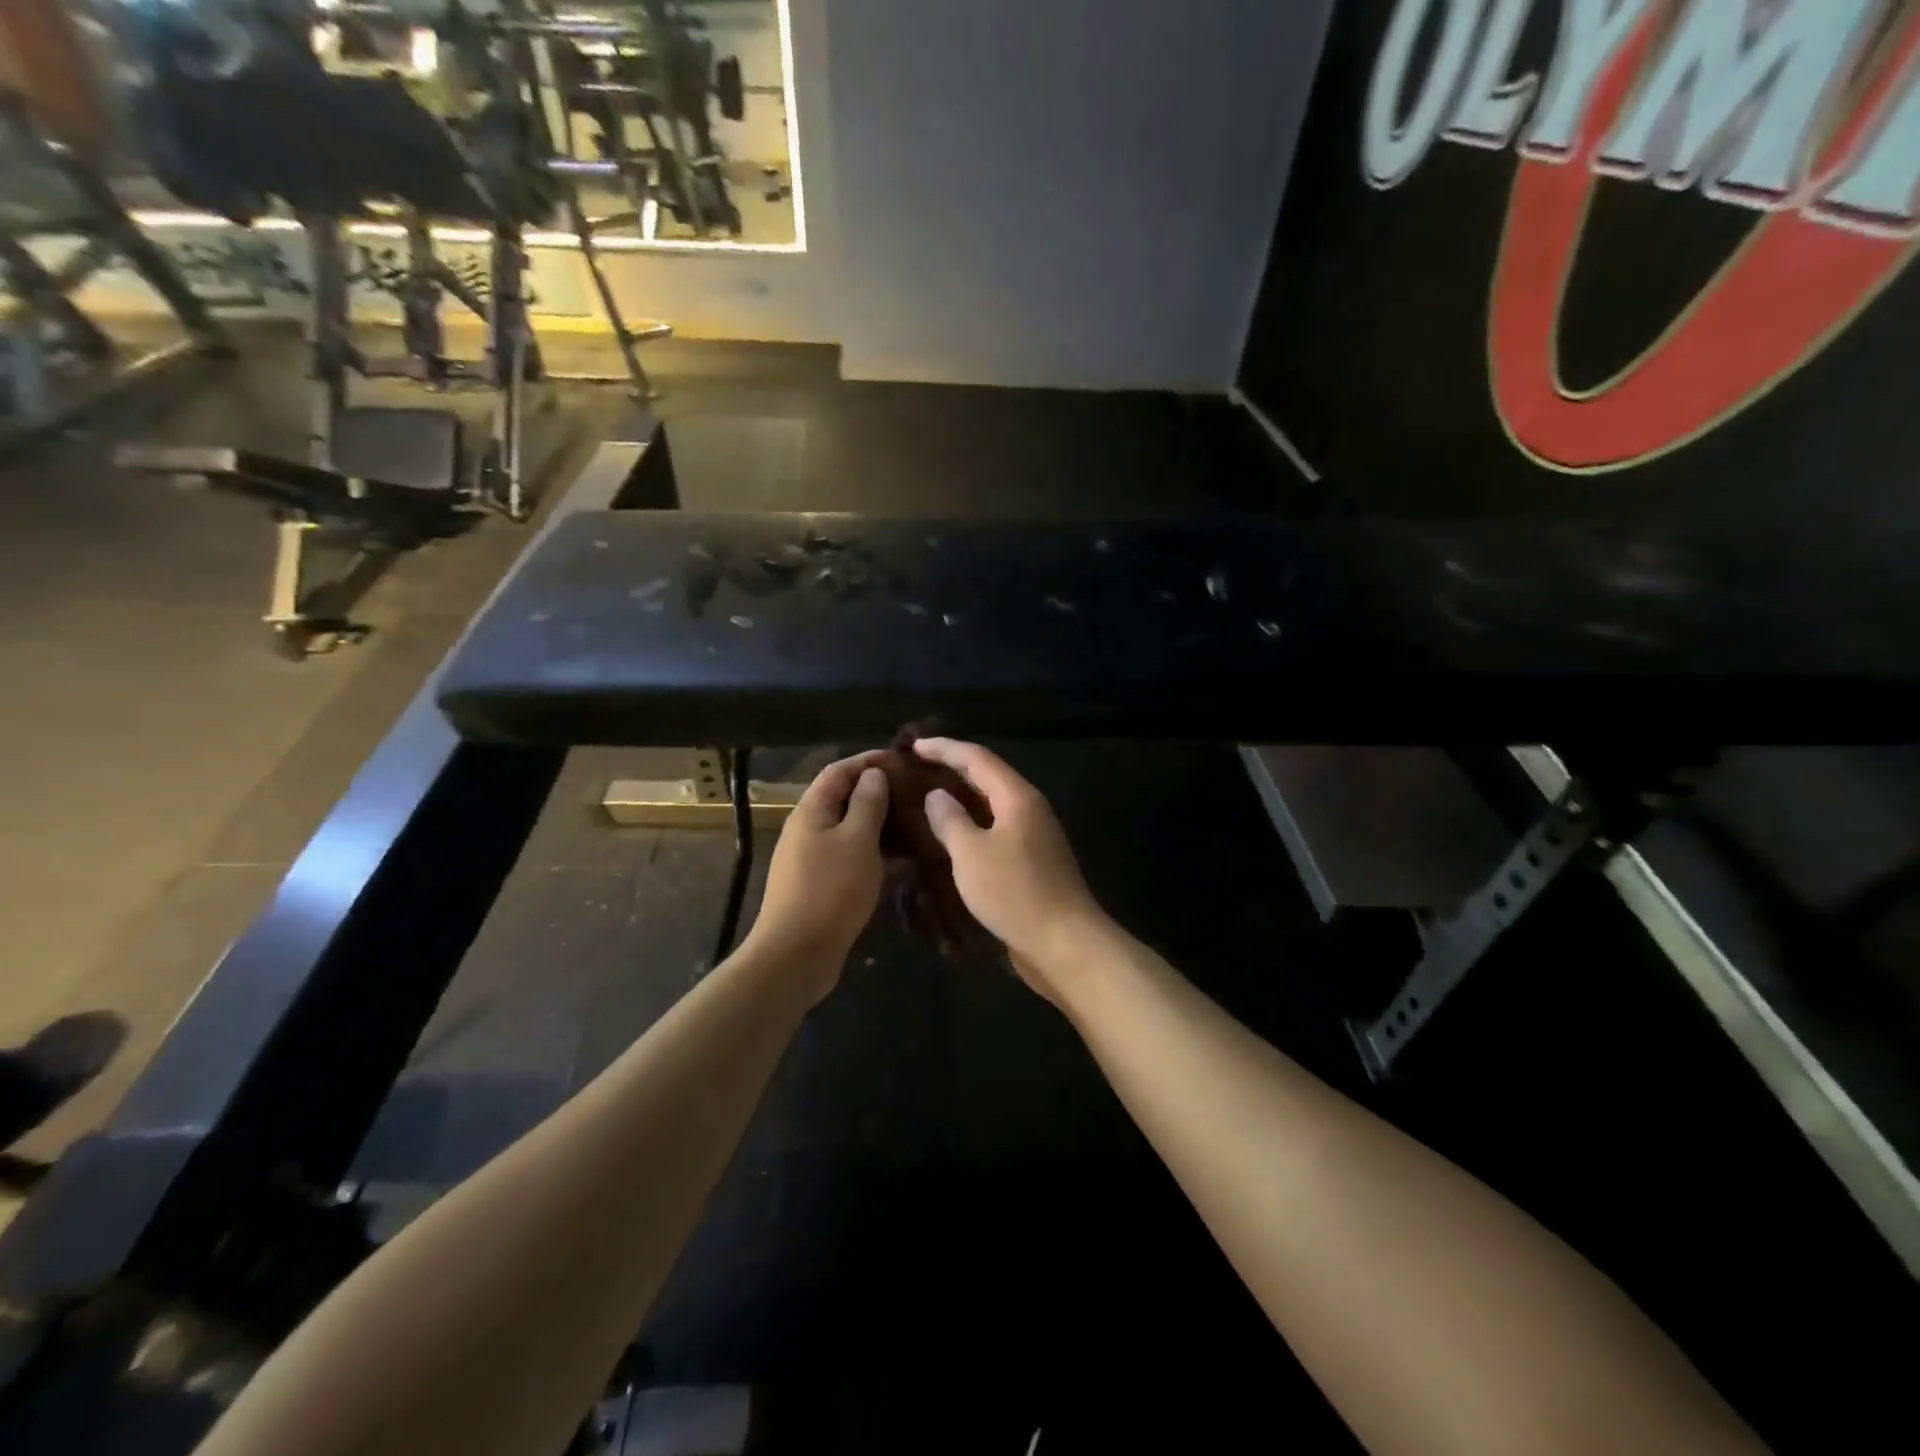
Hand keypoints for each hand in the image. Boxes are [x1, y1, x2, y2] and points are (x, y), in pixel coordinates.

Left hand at [743, 753, 889, 997]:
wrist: (796, 955)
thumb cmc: (830, 890)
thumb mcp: (857, 841)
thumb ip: (867, 804)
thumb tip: (873, 774)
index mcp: (811, 811)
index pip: (838, 771)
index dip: (867, 761)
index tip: (902, 760)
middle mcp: (806, 829)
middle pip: (841, 798)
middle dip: (875, 791)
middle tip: (913, 792)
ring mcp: (810, 858)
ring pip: (847, 828)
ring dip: (877, 822)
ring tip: (912, 822)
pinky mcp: (818, 884)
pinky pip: (848, 855)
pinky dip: (872, 850)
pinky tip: (899, 859)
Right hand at [912, 738, 1110, 1000]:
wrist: (1065, 943)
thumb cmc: (1015, 892)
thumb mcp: (971, 854)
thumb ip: (950, 820)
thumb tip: (937, 796)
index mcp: (1018, 797)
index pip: (977, 758)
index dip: (944, 748)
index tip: (913, 745)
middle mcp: (1029, 808)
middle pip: (988, 777)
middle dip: (953, 768)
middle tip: (916, 769)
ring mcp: (1034, 835)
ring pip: (992, 805)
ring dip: (961, 798)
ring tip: (927, 799)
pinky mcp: (1032, 861)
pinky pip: (996, 830)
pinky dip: (972, 825)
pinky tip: (950, 838)